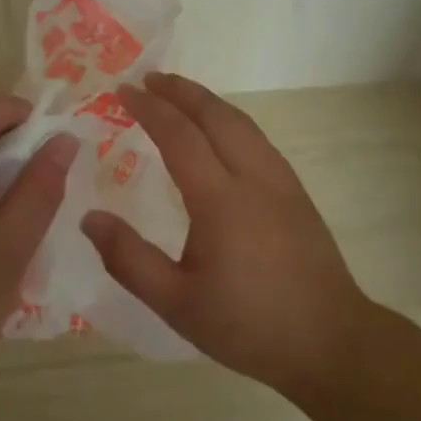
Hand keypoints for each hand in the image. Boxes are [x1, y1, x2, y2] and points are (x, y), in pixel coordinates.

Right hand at [81, 72, 364, 395]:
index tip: (123, 91)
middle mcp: (253, 177)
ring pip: (241, 122)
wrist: (330, 342)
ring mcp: (281, 180)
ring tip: (178, 94)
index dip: (149, 109)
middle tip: (148, 78)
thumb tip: (89, 217)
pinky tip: (219, 131)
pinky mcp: (296, 191)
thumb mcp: (177, 303)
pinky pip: (256, 137)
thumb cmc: (248, 325)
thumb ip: (129, 259)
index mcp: (221, 200)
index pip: (179, 135)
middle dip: (180, 91)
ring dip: (206, 101)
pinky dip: (228, 119)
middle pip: (215, 115)